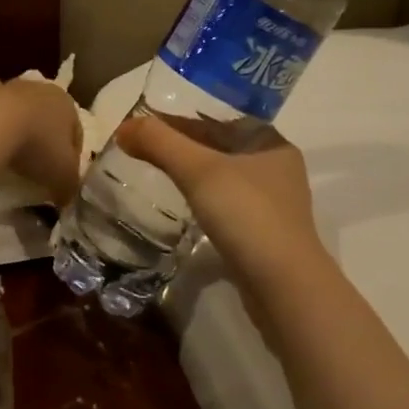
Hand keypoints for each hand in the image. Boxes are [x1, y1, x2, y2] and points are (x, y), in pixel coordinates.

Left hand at [0, 75, 84, 206]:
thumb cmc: (37, 146)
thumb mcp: (63, 176)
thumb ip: (68, 186)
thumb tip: (64, 197)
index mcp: (66, 104)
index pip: (75, 131)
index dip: (72, 155)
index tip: (63, 177)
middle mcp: (38, 89)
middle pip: (44, 114)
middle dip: (41, 134)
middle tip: (34, 163)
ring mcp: (5, 87)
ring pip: (13, 105)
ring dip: (11, 122)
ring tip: (5, 150)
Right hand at [115, 116, 324, 288]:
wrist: (284, 287)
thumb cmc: (247, 215)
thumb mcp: (198, 171)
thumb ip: (160, 143)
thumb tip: (124, 127)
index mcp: (271, 143)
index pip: (217, 120)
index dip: (178, 120)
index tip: (143, 126)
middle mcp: (277, 168)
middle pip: (219, 147)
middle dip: (182, 147)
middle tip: (142, 149)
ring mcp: (273, 205)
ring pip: (223, 178)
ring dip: (192, 175)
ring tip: (156, 173)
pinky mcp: (264, 235)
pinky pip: (226, 206)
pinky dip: (202, 200)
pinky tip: (183, 207)